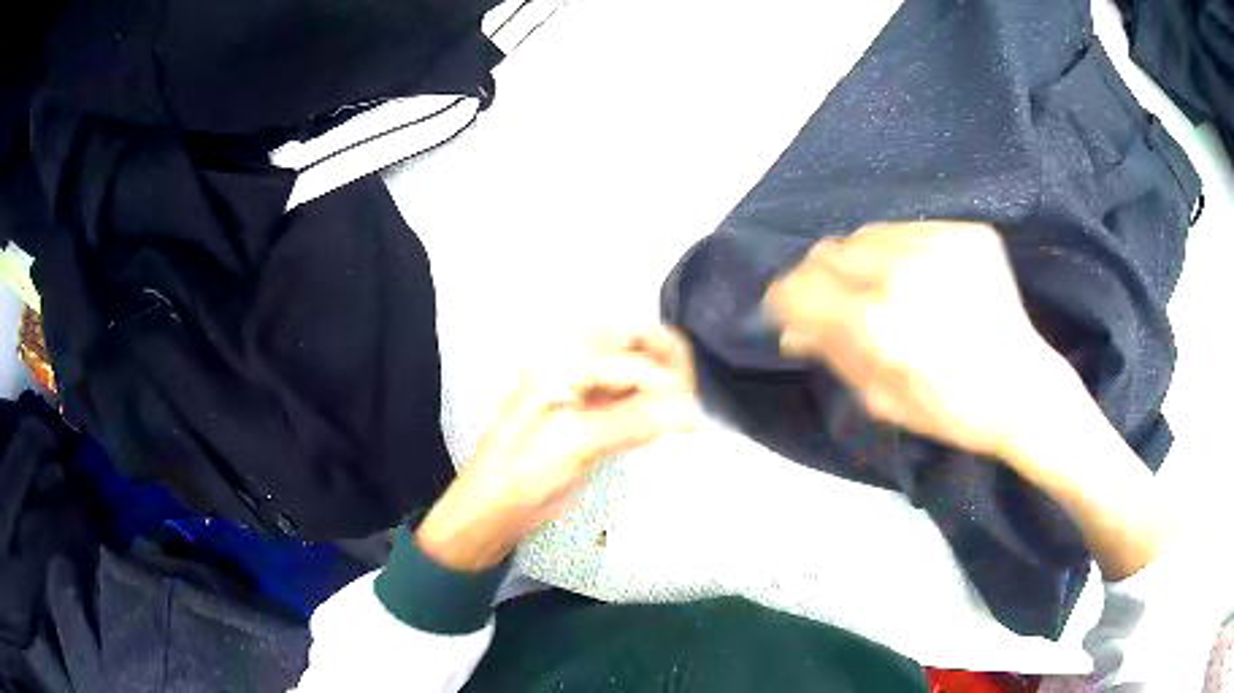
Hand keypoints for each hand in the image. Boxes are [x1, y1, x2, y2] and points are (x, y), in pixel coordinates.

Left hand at [417, 327, 697, 570]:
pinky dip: (650, 408)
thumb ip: (633, 420)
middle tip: (690, 405)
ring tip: (683, 418)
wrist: (493, 509)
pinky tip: (664, 428)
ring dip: (662, 388)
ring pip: (635, 371)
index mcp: (561, 360)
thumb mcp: (576, 442)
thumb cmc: (522, 473)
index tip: (691, 419)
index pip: (632, 357)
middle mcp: (572, 364)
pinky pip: (629, 398)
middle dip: (669, 370)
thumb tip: (688, 410)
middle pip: (635, 347)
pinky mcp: (586, 415)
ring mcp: (579, 389)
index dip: (666, 383)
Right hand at [764, 221, 1073, 459]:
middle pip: (829, 252)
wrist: (1024, 389)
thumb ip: (835, 355)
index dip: (785, 297)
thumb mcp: (883, 398)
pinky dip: (900, 251)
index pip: (802, 288)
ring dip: (859, 260)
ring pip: (867, 234)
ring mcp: (939, 244)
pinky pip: (910, 229)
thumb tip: (791, 330)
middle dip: (820, 278)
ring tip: (879, 287)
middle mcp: (904, 271)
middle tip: (834, 301)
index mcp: (879, 322)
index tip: (786, 308)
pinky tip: (918, 278)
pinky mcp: (966, 233)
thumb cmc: (953, 411)